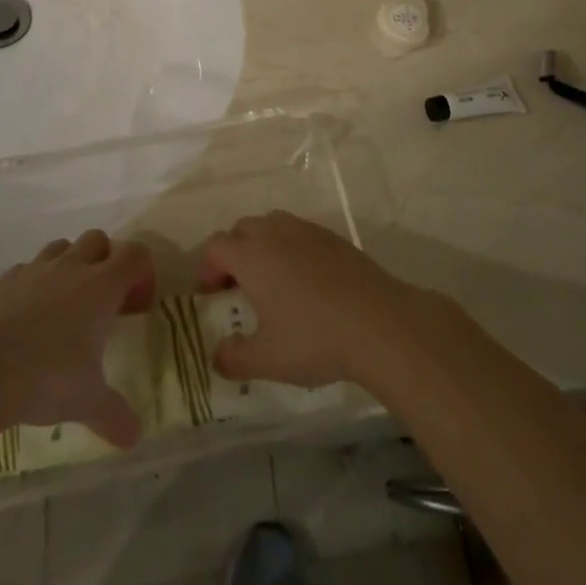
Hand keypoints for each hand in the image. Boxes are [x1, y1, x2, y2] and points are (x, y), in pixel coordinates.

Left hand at [0, 230, 156, 447]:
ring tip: (66, 303)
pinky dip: (35, 282)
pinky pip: (28, 268)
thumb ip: (114, 414)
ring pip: (63, 246)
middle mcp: (72, 267)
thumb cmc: (46, 377)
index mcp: (101, 286)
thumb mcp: (87, 401)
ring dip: (71, 264)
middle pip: (99, 240)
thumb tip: (135, 438)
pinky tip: (29, 314)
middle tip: (104, 301)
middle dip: (106, 261)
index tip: (136, 307)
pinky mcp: (6, 279)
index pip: (136, 254)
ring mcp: (36, 269)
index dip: (142, 273)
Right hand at [195, 212, 423, 390]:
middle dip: (233, 253)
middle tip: (237, 287)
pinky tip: (305, 282)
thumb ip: (234, 357)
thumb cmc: (314, 338)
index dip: (207, 269)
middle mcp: (276, 233)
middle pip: (242, 229)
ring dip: (262, 245)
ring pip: (273, 225)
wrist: (378, 322)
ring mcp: (307, 231)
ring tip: (271, 281)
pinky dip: (292, 248)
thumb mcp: (267, 359)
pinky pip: (300, 233)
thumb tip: (216, 356)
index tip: (211, 296)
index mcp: (251, 255)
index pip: (215, 246)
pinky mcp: (334, 238)